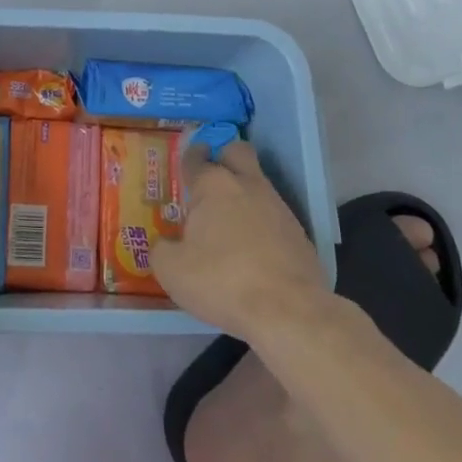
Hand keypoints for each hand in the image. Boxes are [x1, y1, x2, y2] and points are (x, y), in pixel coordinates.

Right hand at [151, 140, 328, 339]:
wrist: (288, 310)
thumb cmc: (221, 281)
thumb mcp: (172, 271)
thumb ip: (162, 250)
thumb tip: (164, 244)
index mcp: (212, 186)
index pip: (196, 158)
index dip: (189, 157)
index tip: (185, 163)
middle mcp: (247, 185)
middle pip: (237, 151)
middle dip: (224, 157)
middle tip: (211, 179)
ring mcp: (278, 206)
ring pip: (258, 183)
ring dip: (244, 193)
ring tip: (229, 223)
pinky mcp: (299, 232)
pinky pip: (274, 215)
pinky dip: (262, 224)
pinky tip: (253, 249)